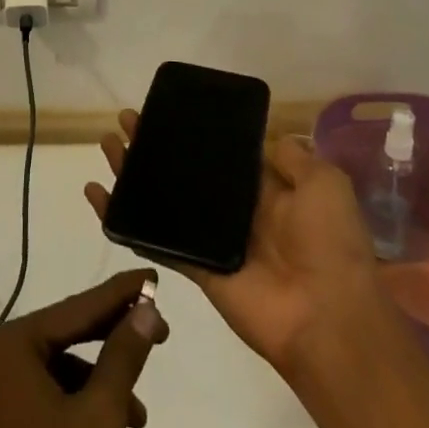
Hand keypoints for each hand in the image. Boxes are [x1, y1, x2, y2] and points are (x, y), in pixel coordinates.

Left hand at [0, 270, 168, 427]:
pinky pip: (48, 399)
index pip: (77, 308)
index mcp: (10, 345)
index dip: (120, 294)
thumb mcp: (100, 414)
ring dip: (102, 388)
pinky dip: (80, 411)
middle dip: (115, 341)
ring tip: (136, 417)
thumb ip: (124, 355)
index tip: (153, 276)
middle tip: (161, 334)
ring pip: (62, 372)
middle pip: (68, 336)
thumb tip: (147, 308)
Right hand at [84, 113, 386, 375]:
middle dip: (156, 145)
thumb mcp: (324, 184)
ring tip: (107, 145)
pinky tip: (99, 196)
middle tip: (127, 121)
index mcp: (269, 190)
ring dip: (135, 173)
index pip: (223, 153)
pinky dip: (124, 220)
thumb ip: (295, 159)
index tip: (168, 109)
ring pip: (164, 198)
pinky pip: (155, 238)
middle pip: (187, 171)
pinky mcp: (195, 266)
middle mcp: (237, 211)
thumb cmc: (329, 243)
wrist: (327, 318)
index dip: (195, 132)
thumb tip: (270, 138)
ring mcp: (213, 240)